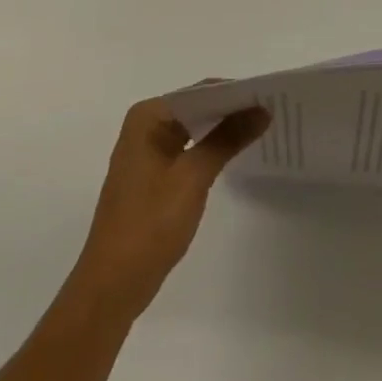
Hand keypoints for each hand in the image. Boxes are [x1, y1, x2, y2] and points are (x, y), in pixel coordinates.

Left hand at [63, 94, 269, 320]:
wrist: (111, 288)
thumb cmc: (149, 225)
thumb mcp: (193, 177)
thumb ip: (228, 138)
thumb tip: (262, 109)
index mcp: (148, 116)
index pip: (200, 92)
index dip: (234, 93)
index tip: (268, 96)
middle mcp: (145, 126)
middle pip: (196, 107)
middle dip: (230, 110)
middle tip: (270, 111)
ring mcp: (146, 152)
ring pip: (193, 129)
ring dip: (222, 130)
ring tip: (260, 128)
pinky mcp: (152, 176)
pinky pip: (187, 149)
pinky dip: (210, 149)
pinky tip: (234, 154)